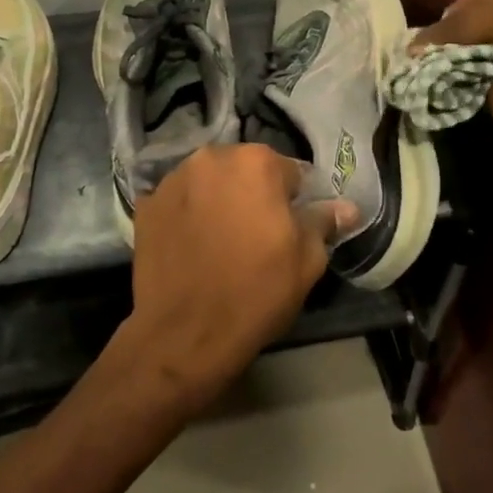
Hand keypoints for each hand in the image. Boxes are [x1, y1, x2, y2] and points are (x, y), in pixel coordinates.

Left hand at [120, 145, 357, 415]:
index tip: (290, 228)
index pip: (290, 172)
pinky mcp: (146, 204)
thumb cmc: (256, 293)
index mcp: (257, 163)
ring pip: (210, 182)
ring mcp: (173, 179)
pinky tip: (192, 245)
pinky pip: (179, 200)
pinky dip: (187, 214)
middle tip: (256, 234)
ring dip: (219, 199)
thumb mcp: (306, 261)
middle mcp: (212, 157)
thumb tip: (347, 207)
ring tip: (221, 240)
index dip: (295, 201)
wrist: (185, 334)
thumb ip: (324, 222)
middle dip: (254, 193)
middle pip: (245, 170)